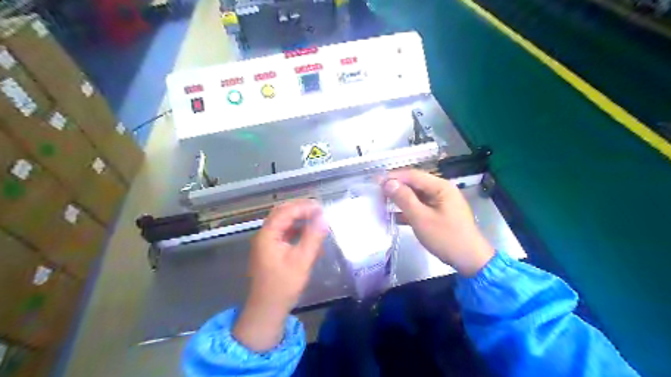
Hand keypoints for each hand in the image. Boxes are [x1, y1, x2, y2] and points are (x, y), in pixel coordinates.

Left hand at [234, 199, 328, 351]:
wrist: (267, 309)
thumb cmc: (284, 285)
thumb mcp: (302, 260)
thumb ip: (313, 237)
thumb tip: (324, 217)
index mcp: (268, 235)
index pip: (286, 211)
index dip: (303, 207)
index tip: (321, 207)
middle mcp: (264, 235)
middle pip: (281, 213)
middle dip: (300, 209)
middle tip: (319, 209)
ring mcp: (266, 243)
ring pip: (282, 222)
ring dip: (298, 218)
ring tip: (315, 218)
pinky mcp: (270, 250)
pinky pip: (283, 233)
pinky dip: (295, 229)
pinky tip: (308, 233)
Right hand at [379, 169, 493, 275]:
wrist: (470, 260)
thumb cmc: (446, 237)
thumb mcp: (421, 218)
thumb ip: (404, 199)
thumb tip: (388, 183)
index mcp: (440, 186)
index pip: (412, 175)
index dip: (393, 177)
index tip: (375, 182)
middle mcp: (441, 190)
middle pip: (414, 184)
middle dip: (395, 187)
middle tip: (377, 193)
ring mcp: (441, 202)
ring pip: (416, 196)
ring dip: (400, 199)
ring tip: (382, 203)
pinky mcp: (439, 214)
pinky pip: (420, 207)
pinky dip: (408, 210)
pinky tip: (394, 216)